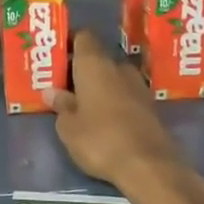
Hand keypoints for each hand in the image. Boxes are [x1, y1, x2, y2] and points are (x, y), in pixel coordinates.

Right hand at [51, 30, 186, 193]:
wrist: (149, 166)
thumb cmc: (99, 140)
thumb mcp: (68, 127)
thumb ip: (61, 105)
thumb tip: (52, 92)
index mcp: (95, 64)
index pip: (83, 37)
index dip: (69, 42)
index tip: (56, 55)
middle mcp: (118, 68)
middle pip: (98, 58)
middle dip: (81, 69)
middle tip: (63, 84)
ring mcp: (139, 87)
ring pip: (113, 77)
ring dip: (99, 86)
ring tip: (81, 103)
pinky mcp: (150, 107)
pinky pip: (125, 95)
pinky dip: (113, 101)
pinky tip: (102, 118)